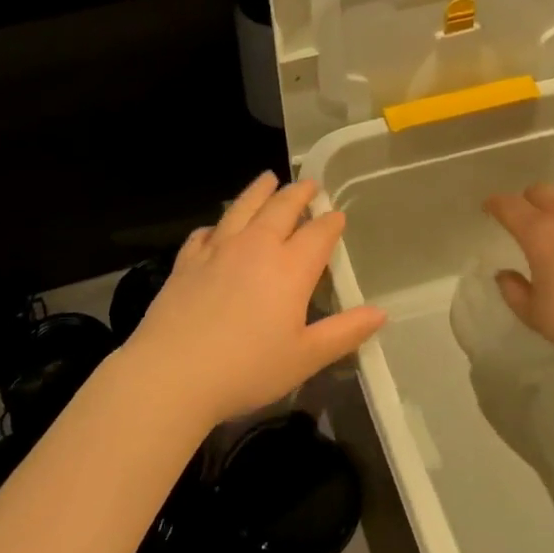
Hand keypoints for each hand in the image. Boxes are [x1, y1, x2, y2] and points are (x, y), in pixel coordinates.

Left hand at [124, 173, 385, 428]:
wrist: (173, 373)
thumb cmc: (247, 369)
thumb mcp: (305, 357)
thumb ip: (344, 332)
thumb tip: (380, 313)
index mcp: (290, 269)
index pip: (318, 234)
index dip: (331, 222)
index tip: (337, 215)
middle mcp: (255, 248)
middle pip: (280, 209)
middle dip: (298, 194)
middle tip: (308, 184)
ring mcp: (216, 251)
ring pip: (242, 209)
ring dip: (258, 192)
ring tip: (267, 179)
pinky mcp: (186, 262)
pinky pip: (205, 233)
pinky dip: (216, 226)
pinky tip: (216, 229)